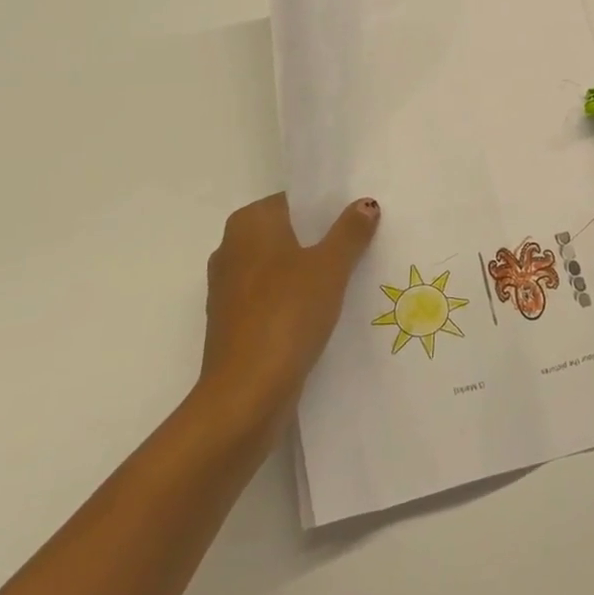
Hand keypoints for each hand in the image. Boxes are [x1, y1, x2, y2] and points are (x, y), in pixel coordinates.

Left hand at [195, 193, 380, 430]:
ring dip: (311, 271)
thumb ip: (349, 231)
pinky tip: (327, 311)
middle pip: (288, 233)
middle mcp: (231, 249)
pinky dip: (297, 299)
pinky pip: (273, 297)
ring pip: (281, 267)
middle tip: (365, 243)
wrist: (246, 393)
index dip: (328, 206)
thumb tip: (365, 204)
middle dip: (322, 238)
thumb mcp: (330, 266)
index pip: (294, 201)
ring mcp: (229, 289)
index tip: (360, 216)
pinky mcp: (234, 323)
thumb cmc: (287, 313)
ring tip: (354, 277)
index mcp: (249, 224)